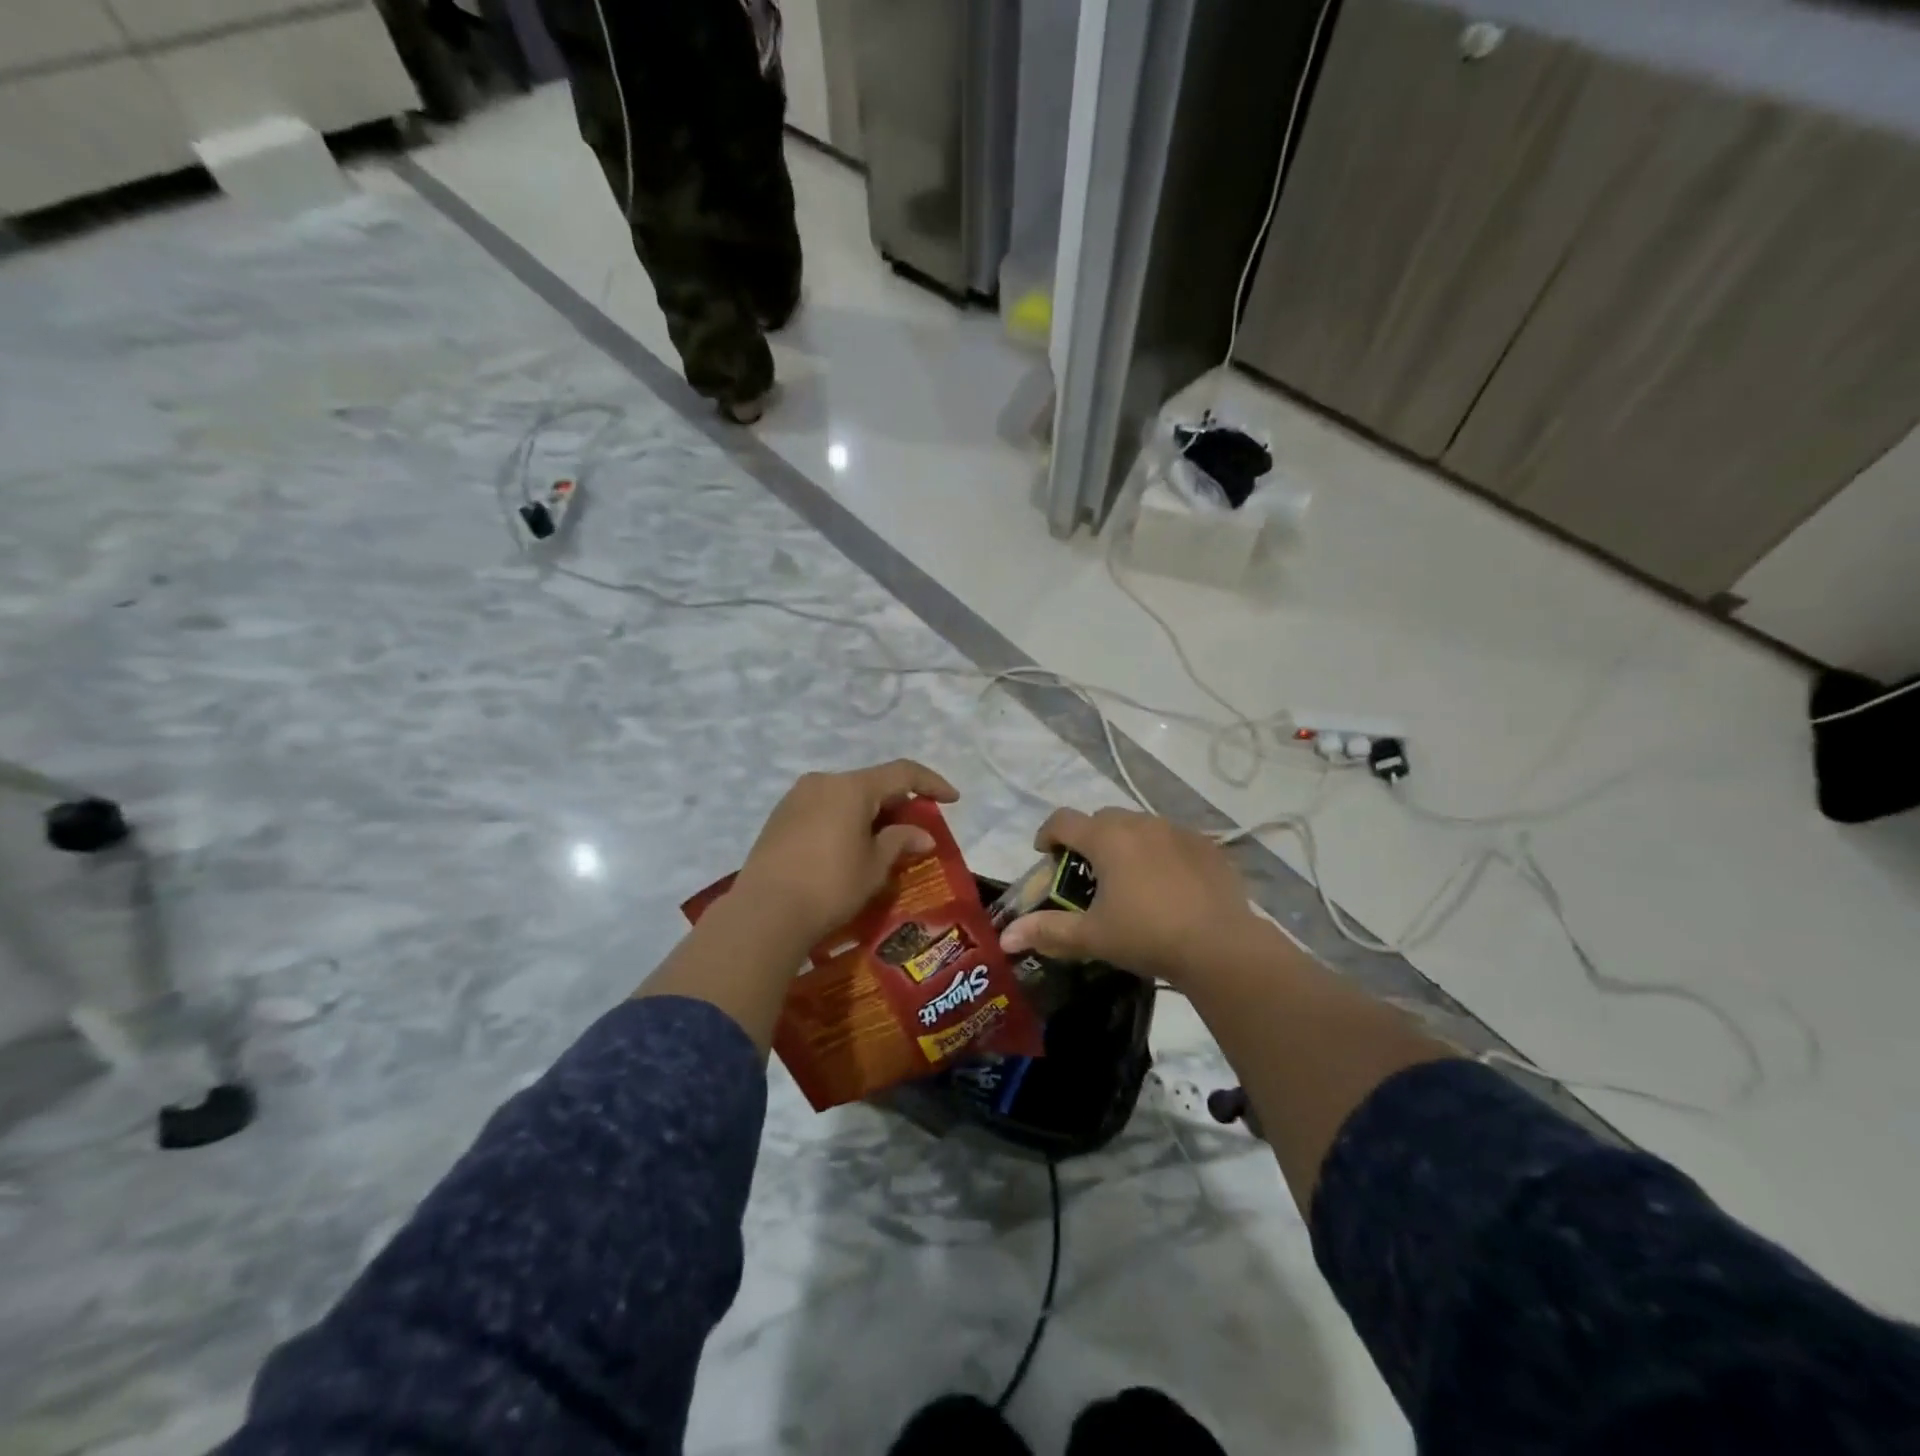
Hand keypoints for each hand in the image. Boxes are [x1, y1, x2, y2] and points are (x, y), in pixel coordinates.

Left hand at [732, 760, 959, 948]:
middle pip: (872, 784)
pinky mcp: (779, 818)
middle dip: (898, 804)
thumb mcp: (875, 866)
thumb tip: (922, 835)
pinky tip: (849, 849)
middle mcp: (823, 782)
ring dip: (869, 814)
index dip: (931, 784)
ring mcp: (796, 798)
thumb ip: (901, 841)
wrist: (764, 913)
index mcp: (852, 787)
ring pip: (846, 796)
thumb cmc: (830, 886)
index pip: (903, 773)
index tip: (952, 799)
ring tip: (883, 843)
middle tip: (916, 831)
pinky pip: (824, 809)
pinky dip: (844, 821)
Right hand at [999, 806, 1258, 984]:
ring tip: (1130, 879)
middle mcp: (1139, 823)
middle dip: (1088, 839)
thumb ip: (1047, 931)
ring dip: (1126, 843)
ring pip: (1139, 826)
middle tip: (1088, 873)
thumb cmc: (1147, 935)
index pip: (1062, 820)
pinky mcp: (1206, 845)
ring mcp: (1176, 831)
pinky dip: (1161, 853)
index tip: (1045, 855)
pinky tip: (1169, 885)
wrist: (1220, 945)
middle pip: (1101, 819)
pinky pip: (1173, 839)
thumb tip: (1006, 937)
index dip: (1047, 834)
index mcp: (1106, 839)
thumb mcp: (1092, 937)